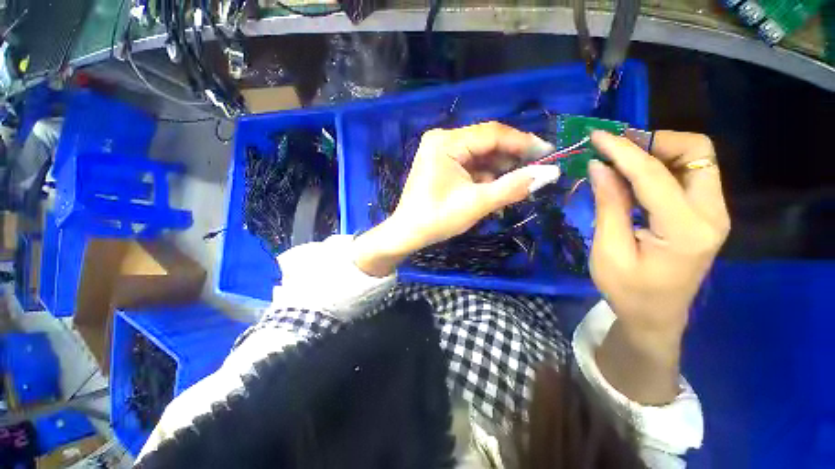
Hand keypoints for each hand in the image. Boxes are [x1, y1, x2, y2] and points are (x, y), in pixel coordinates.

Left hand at [355, 121, 560, 276]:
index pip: (492, 134)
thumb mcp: (477, 203)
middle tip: (536, 172)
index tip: (548, 153)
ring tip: (518, 184)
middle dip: (511, 159)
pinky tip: (497, 188)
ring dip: (499, 170)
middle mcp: (442, 140)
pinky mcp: (441, 165)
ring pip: (479, 156)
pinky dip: (485, 176)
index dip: (522, 142)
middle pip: (486, 143)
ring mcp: (440, 152)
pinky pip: (470, 165)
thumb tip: (550, 173)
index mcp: (446, 142)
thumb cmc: (437, 219)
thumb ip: (513, 187)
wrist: (406, 234)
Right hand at [589, 130, 729, 403]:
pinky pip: (690, 173)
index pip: (654, 174)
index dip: (623, 150)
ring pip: (696, 157)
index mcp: (686, 230)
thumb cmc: (627, 291)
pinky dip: (661, 165)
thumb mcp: (608, 251)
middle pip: (696, 151)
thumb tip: (600, 166)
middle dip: (653, 141)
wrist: (656, 316)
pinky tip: (635, 176)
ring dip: (658, 150)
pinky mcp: (706, 213)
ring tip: (621, 161)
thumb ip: (608, 205)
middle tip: (616, 151)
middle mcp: (712, 214)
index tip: (596, 137)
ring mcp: (714, 212)